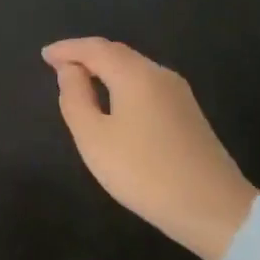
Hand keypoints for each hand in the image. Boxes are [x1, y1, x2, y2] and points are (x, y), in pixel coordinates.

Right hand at [42, 38, 257, 259]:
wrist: (215, 210)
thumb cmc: (145, 173)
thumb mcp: (94, 139)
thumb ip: (76, 98)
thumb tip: (70, 70)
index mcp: (135, 74)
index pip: (94, 48)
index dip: (67, 49)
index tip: (44, 55)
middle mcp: (159, 74)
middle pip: (116, 53)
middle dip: (85, 54)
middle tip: (58, 64)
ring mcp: (178, 93)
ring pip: (133, 67)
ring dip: (104, 68)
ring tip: (80, 79)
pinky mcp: (188, 112)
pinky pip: (146, 83)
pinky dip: (121, 81)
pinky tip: (113, 99)